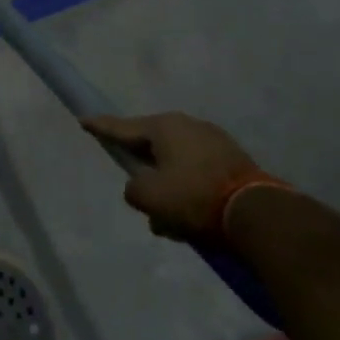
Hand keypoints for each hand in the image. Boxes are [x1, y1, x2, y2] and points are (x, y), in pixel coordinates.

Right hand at [81, 112, 259, 242]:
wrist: (256, 214)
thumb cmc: (193, 198)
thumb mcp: (148, 196)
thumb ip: (133, 188)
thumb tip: (141, 187)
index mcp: (165, 127)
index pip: (123, 127)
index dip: (101, 127)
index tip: (83, 119)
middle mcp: (189, 126)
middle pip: (152, 147)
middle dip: (143, 170)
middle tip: (136, 189)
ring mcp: (215, 142)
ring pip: (176, 165)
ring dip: (167, 188)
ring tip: (166, 221)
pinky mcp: (234, 162)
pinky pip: (197, 174)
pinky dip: (188, 193)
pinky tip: (189, 221)